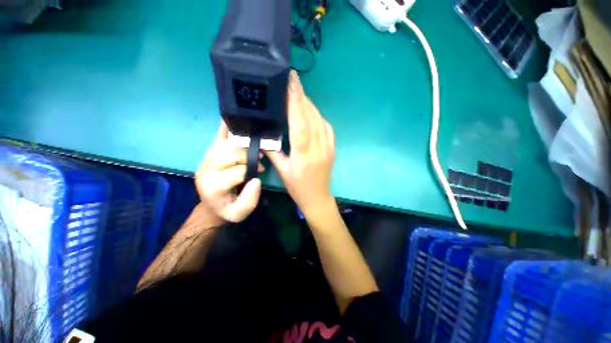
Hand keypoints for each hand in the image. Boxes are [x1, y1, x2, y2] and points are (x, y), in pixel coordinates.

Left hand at [195, 122, 262, 223]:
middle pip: (229, 153)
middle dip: (248, 154)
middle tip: (259, 159)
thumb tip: (256, 180)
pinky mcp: (209, 153)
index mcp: (213, 186)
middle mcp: (206, 169)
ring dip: (242, 143)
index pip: (236, 171)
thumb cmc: (226, 209)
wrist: (211, 205)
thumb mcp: (239, 214)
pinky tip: (234, 120)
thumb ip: (249, 201)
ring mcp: (206, 158)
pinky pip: (217, 137)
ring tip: (253, 147)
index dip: (251, 170)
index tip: (261, 171)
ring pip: (225, 143)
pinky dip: (226, 127)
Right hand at [267, 71, 334, 216]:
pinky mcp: (332, 148)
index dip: (295, 102)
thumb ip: (273, 152)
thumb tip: (264, 135)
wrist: (318, 198)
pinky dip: (318, 116)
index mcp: (303, 154)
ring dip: (310, 105)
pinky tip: (311, 112)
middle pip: (311, 117)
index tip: (291, 82)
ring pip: (320, 120)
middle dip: (302, 97)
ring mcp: (328, 147)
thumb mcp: (282, 171)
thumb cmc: (298, 187)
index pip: (300, 123)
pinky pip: (326, 127)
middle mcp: (318, 148)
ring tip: (299, 94)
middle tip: (293, 80)